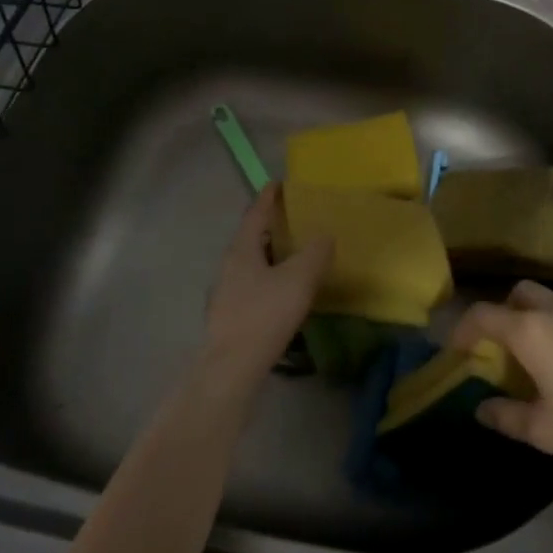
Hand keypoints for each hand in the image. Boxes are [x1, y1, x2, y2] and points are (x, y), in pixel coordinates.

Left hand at [199, 183, 331, 392]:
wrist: (230, 369)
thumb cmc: (264, 315)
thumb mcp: (298, 279)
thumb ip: (315, 253)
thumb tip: (325, 234)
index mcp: (242, 249)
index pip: (255, 213)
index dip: (269, 197)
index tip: (280, 183)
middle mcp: (229, 265)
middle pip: (251, 236)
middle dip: (271, 225)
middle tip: (295, 217)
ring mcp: (226, 292)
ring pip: (251, 262)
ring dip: (270, 253)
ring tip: (294, 253)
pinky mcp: (230, 315)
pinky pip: (252, 283)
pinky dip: (269, 276)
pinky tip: (284, 290)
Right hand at [448, 280, 552, 477]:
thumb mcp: (547, 432)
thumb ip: (507, 417)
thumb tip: (482, 408)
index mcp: (533, 331)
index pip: (484, 315)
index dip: (464, 327)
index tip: (458, 346)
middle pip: (521, 294)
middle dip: (506, 312)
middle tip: (507, 345)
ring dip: (545, 320)